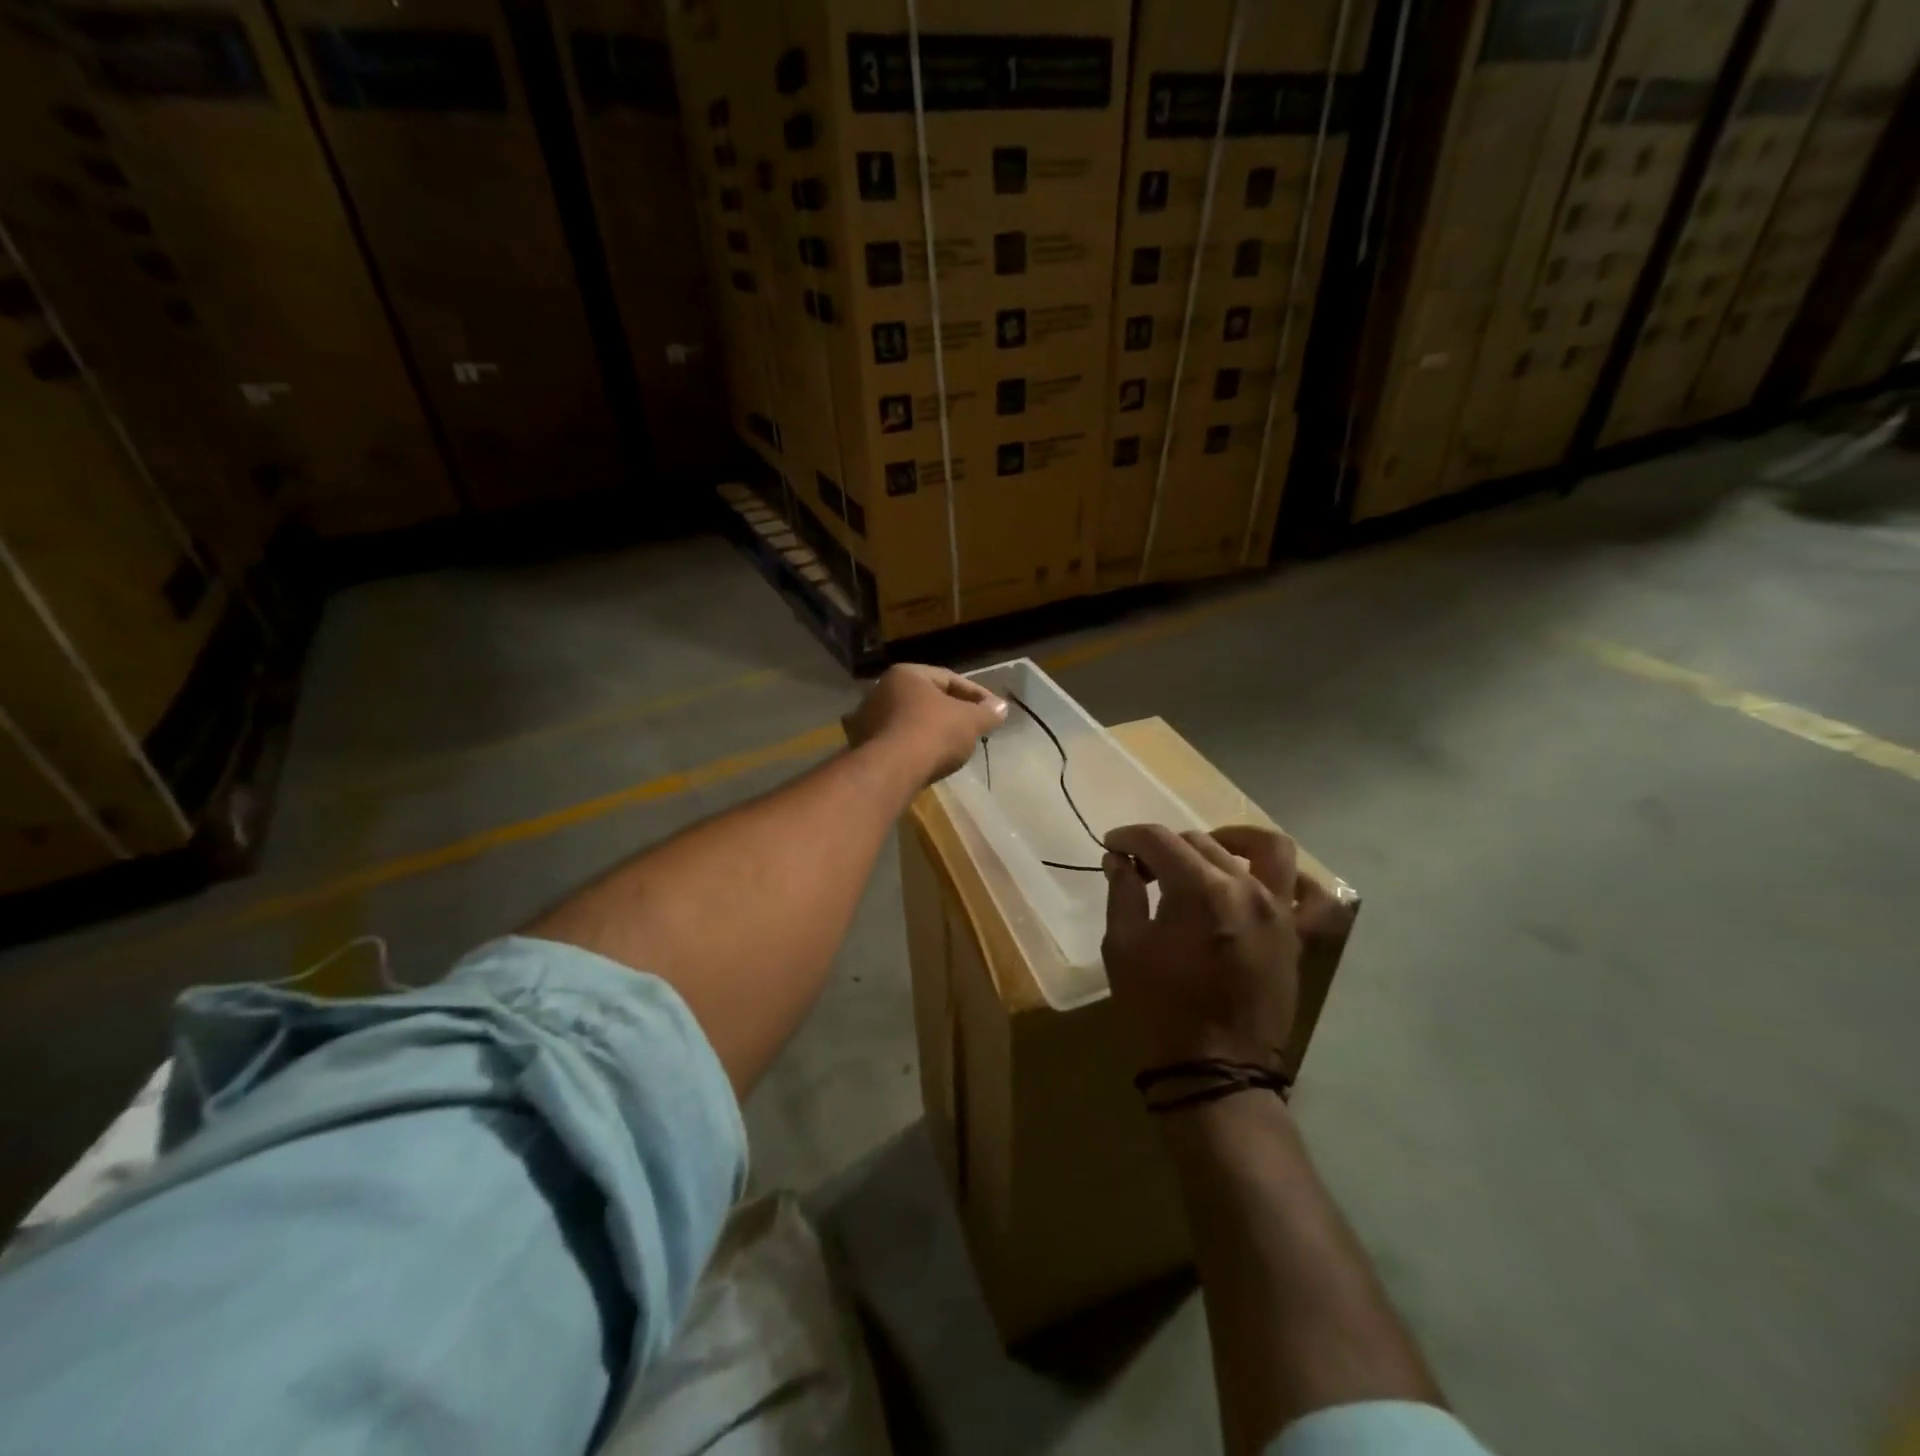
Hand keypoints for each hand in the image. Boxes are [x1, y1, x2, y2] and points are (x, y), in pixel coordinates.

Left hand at [842, 664, 1006, 784]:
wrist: (891, 770)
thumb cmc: (933, 733)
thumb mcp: (970, 721)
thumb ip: (987, 713)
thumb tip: (1001, 707)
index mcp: (907, 674)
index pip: (949, 678)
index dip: (976, 694)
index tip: (993, 710)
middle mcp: (881, 689)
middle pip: (927, 699)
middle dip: (952, 712)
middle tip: (974, 727)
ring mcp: (867, 718)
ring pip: (910, 721)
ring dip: (932, 730)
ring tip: (954, 747)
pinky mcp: (862, 745)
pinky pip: (898, 741)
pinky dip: (915, 747)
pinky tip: (929, 760)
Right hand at [1101, 825, 1344, 1073]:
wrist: (1214, 1071)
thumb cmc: (1158, 1009)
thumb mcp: (1123, 948)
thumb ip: (1123, 892)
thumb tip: (1120, 859)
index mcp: (1199, 890)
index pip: (1160, 840)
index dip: (1130, 837)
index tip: (1112, 846)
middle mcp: (1246, 888)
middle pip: (1201, 842)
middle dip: (1165, 847)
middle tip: (1142, 867)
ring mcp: (1280, 911)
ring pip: (1265, 848)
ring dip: (1231, 840)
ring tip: (1207, 854)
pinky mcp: (1297, 936)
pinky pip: (1312, 896)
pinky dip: (1292, 880)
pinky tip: (1264, 882)